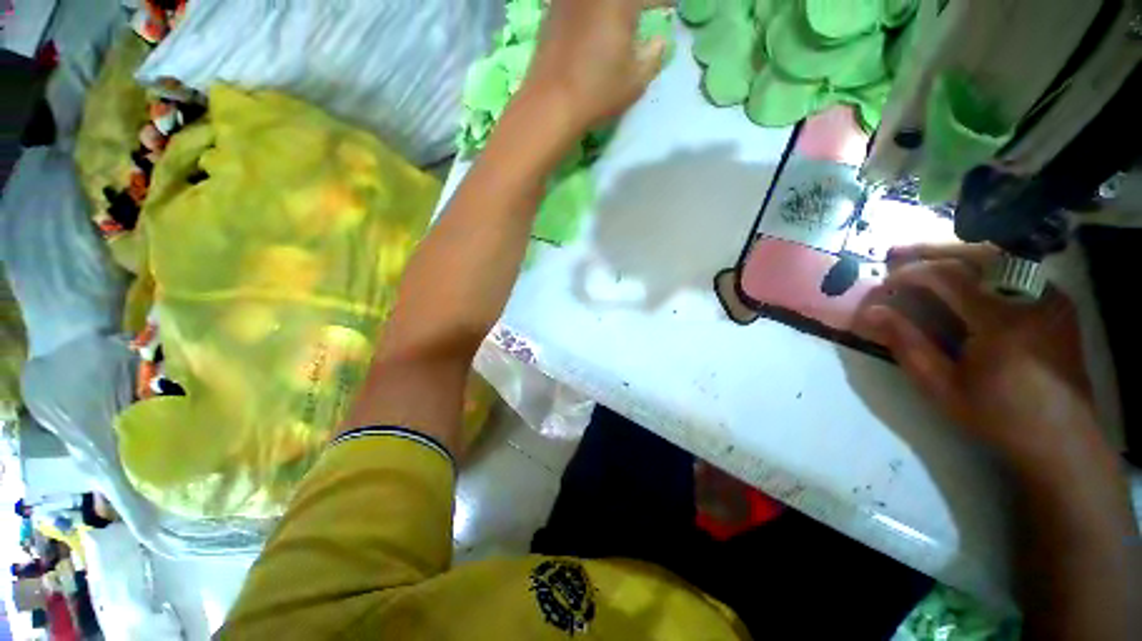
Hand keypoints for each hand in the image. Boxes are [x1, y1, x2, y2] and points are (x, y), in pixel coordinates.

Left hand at [520, 0, 669, 137]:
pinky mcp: (552, 10)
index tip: (671, 6)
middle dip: (635, 3)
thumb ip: (653, 56)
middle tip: (643, 11)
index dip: (664, 0)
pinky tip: (592, 19)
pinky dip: (590, 9)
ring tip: (620, 17)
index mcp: (620, 0)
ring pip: (597, 0)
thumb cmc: (597, 92)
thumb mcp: (635, 81)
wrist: (549, 104)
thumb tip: (658, 41)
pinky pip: (577, 2)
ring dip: (612, 6)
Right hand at [855, 244, 1104, 472]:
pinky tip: (965, 271)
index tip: (885, 278)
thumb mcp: (942, 387)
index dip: (912, 272)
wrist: (1061, 438)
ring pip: (1000, 255)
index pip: (949, 277)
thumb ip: (907, 344)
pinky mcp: (1057, 301)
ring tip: (925, 256)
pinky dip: (984, 263)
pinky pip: (1017, 268)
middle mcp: (1031, 299)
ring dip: (957, 252)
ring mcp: (1049, 296)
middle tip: (897, 252)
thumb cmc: (997, 416)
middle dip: (933, 250)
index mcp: (1002, 323)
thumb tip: (871, 311)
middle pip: (977, 255)